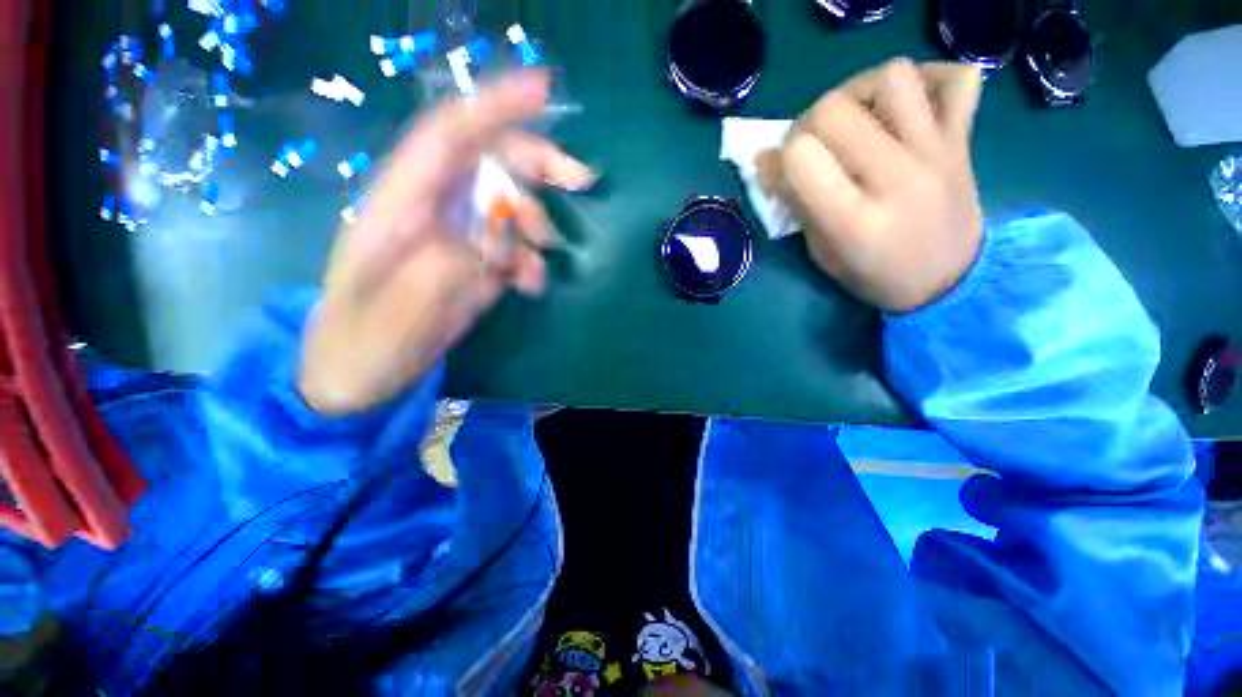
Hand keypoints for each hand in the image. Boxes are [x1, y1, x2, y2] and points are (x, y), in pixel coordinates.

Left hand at [299, 71, 593, 414]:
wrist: (356, 375)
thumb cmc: (361, 344)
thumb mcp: (397, 312)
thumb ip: (446, 268)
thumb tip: (494, 244)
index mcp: (397, 205)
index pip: (448, 135)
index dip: (494, 107)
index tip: (545, 92)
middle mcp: (430, 210)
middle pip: (487, 162)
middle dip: (535, 162)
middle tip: (581, 180)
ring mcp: (455, 238)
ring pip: (506, 206)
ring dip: (534, 225)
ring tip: (536, 263)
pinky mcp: (472, 265)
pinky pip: (511, 248)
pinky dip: (529, 261)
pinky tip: (530, 284)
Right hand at [758, 59, 983, 311]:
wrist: (948, 282)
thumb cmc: (874, 275)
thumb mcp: (821, 252)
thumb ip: (796, 203)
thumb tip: (766, 160)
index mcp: (853, 220)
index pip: (800, 157)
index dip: (778, 158)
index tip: (777, 170)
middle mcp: (895, 177)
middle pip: (833, 109)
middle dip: (806, 124)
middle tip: (810, 145)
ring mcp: (936, 151)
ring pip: (892, 77)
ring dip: (858, 91)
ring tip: (853, 118)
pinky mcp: (961, 139)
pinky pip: (957, 78)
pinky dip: (929, 78)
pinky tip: (907, 103)